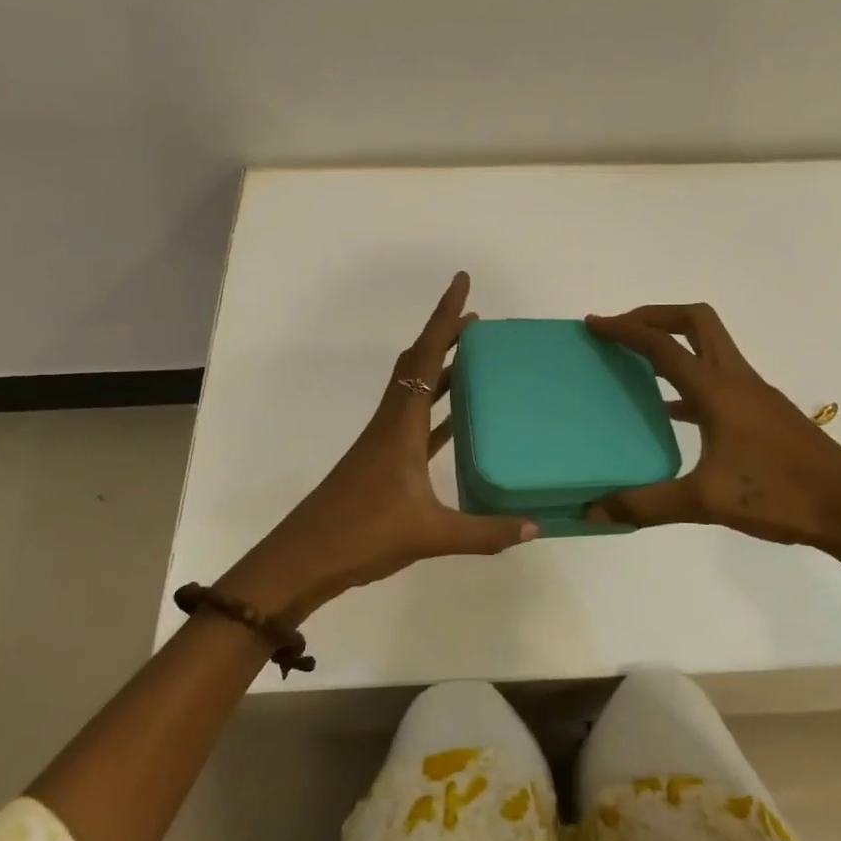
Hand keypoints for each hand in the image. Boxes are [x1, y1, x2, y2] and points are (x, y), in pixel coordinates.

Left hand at [221, 273, 537, 620]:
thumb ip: (486, 532)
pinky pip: (417, 419)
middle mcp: (392, 420)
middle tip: (478, 320)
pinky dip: (438, 407)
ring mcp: (385, 441)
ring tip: (475, 357)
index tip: (462, 282)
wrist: (305, 558)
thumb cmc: (364, 533)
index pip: (427, 355)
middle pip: (419, 362)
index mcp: (402, 422)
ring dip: (442, 368)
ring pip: (416, 388)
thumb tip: (535, 527)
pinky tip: (458, 417)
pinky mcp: (384, 461)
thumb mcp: (431, 534)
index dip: (445, 316)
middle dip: (446, 335)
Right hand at [584, 303, 840, 555]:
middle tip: (623, 332)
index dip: (625, 329)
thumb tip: (594, 512)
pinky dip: (690, 380)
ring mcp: (754, 394)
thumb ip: (646, 504)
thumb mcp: (704, 502)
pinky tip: (673, 412)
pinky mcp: (764, 413)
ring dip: (675, 344)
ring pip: (710, 347)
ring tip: (638, 364)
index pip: (662, 345)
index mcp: (717, 389)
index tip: (595, 324)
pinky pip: (718, 379)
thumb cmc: (779, 495)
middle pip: (695, 321)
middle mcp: (736, 379)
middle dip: (656, 317)